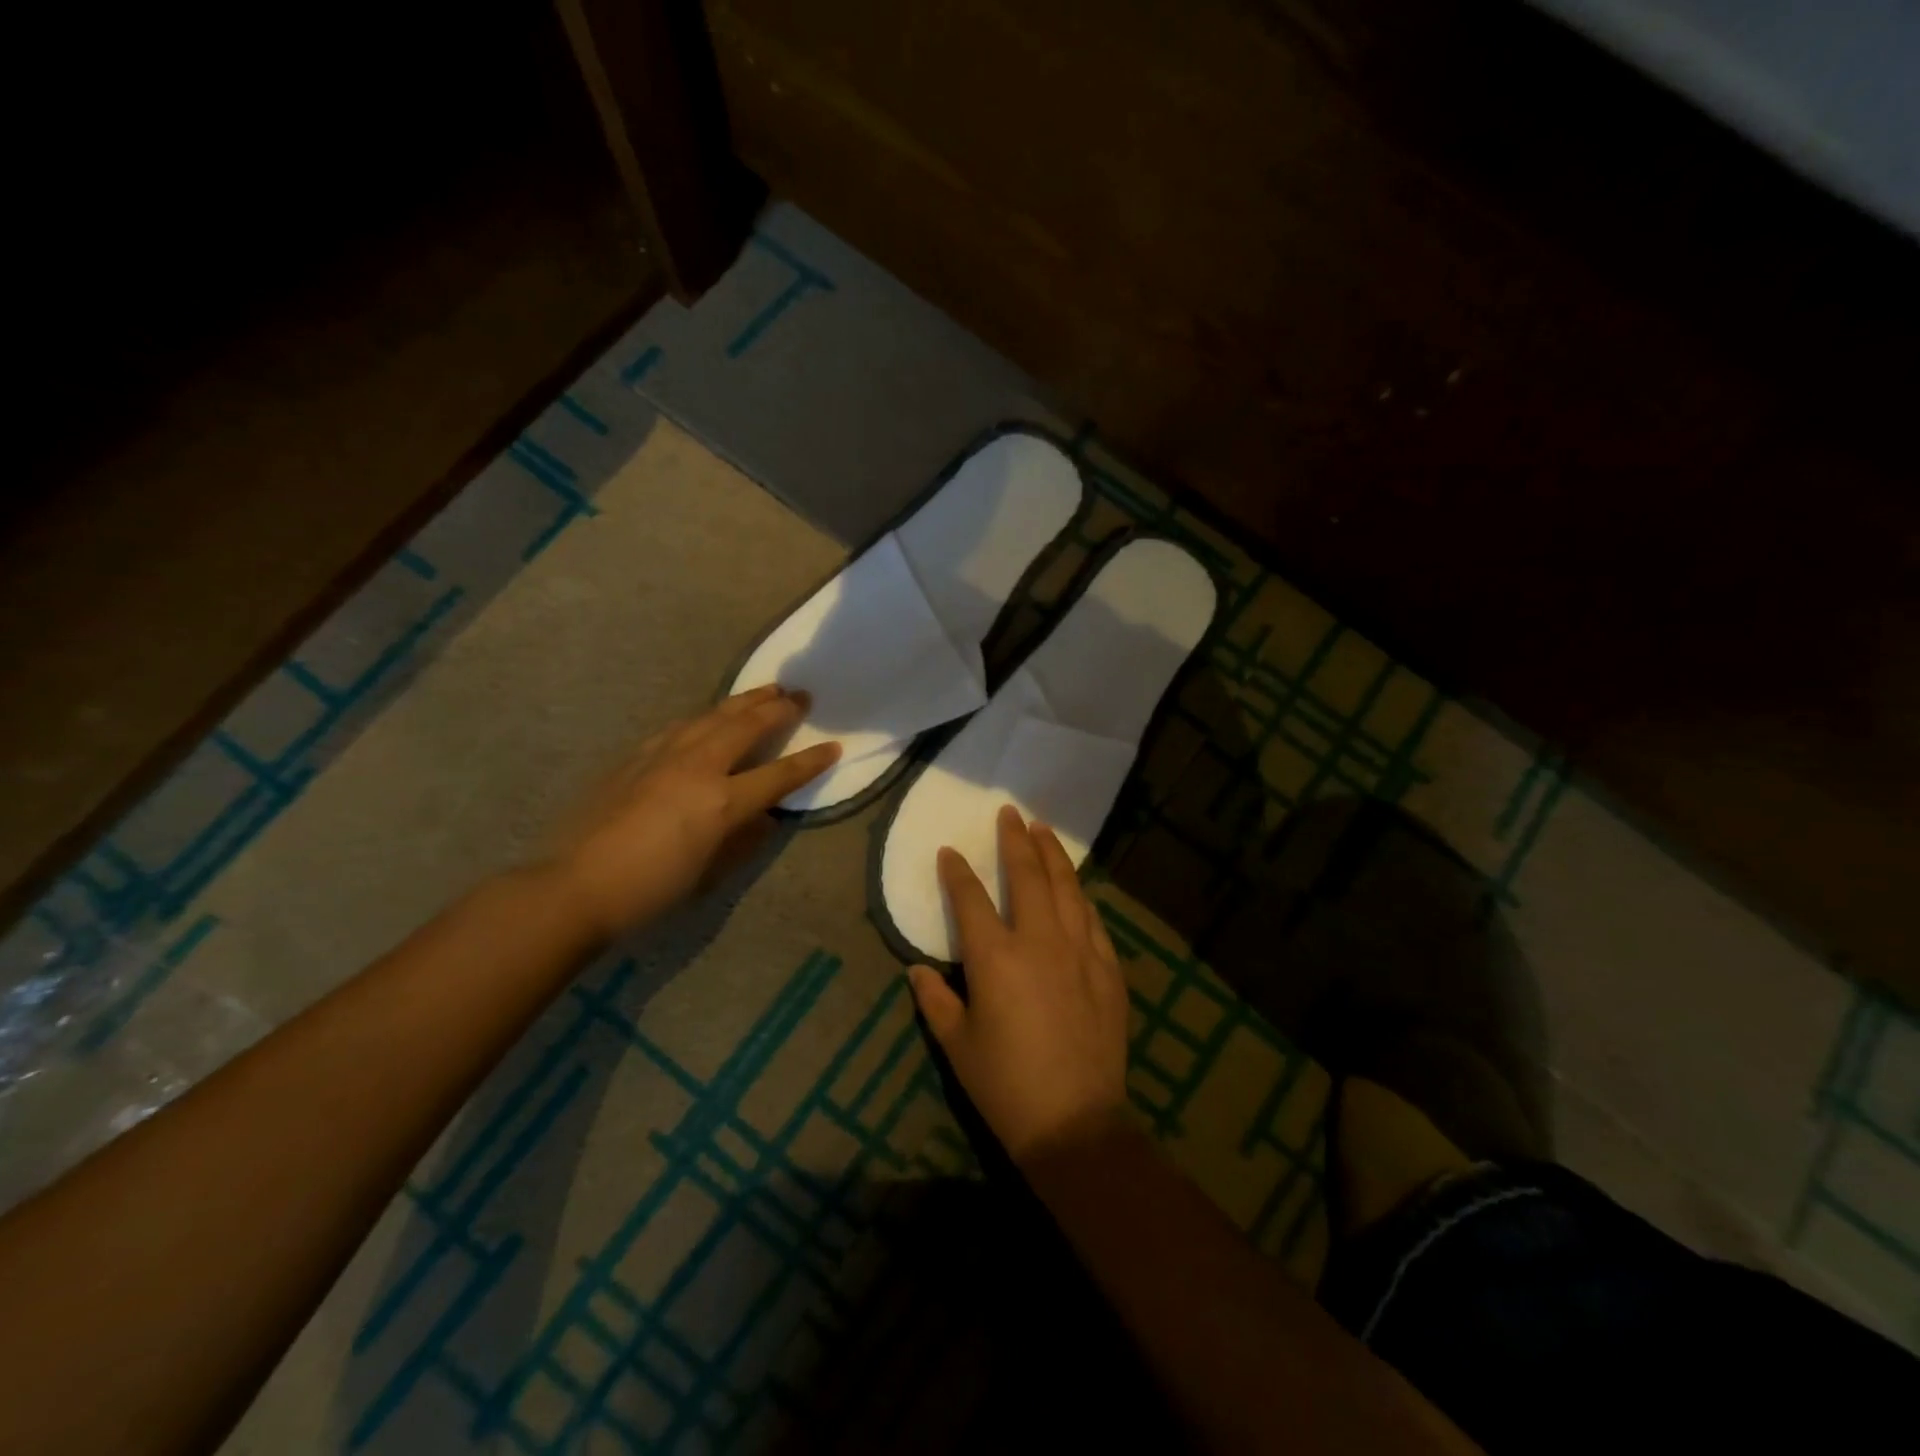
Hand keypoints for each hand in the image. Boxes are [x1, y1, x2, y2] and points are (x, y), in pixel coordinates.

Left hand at [547, 685, 839, 937]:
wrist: (575, 885)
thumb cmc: (650, 890)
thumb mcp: (709, 873)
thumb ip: (743, 839)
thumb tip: (763, 818)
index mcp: (722, 802)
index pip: (779, 775)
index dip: (810, 761)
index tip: (834, 746)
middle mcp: (698, 767)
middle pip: (746, 727)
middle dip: (778, 709)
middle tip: (800, 695)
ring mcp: (663, 756)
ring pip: (712, 716)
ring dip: (743, 702)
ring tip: (764, 690)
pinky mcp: (635, 756)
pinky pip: (680, 726)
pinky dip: (704, 717)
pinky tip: (708, 716)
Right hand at [908, 804, 1130, 1162]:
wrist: (1075, 1121)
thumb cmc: (1005, 1085)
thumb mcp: (956, 1045)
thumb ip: (935, 1000)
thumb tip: (916, 969)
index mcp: (995, 957)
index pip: (970, 899)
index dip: (957, 872)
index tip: (950, 851)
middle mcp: (1039, 940)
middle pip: (1026, 874)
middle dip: (1015, 839)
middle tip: (1010, 813)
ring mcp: (1079, 950)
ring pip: (1066, 886)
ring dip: (1052, 854)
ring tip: (1043, 829)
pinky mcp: (1107, 967)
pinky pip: (1093, 919)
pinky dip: (1080, 896)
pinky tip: (1075, 886)